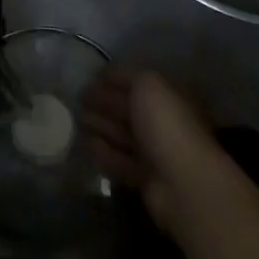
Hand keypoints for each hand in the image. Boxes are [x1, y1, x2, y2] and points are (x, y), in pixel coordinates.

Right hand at [81, 68, 233, 238]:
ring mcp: (154, 152)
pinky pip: (119, 161)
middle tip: (77, 99)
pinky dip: (104, 152)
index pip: (136, 83)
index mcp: (168, 96)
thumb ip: (127, 76)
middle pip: (128, 108)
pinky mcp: (144, 179)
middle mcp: (162, 122)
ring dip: (100, 126)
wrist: (183, 182)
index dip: (112, 78)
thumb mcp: (148, 85)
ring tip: (76, 120)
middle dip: (103, 102)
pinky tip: (87, 145)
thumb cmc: (166, 124)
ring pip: (122, 134)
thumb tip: (106, 76)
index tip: (90, 78)